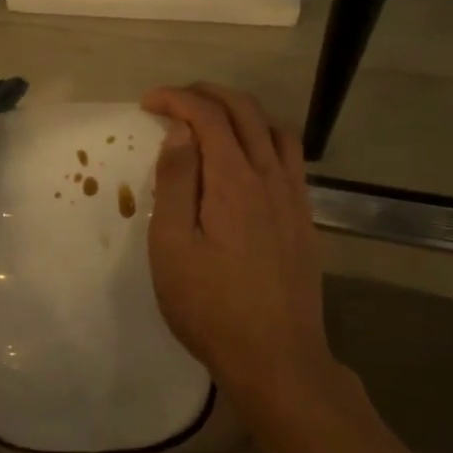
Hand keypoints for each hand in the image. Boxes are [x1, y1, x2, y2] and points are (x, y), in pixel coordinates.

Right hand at [142, 83, 333, 403]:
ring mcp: (294, 197)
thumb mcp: (173, 246)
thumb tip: (181, 131)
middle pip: (245, 111)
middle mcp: (270, 176)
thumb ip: (177, 182)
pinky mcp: (305, 218)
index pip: (207, 116)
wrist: (277, 358)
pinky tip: (249, 159)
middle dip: (207, 94)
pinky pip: (290, 158)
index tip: (147, 103)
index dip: (176, 99)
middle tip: (174, 100)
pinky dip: (265, 138)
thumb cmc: (210, 306)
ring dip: (241, 111)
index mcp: (233, 180)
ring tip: (211, 120)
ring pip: (274, 129)